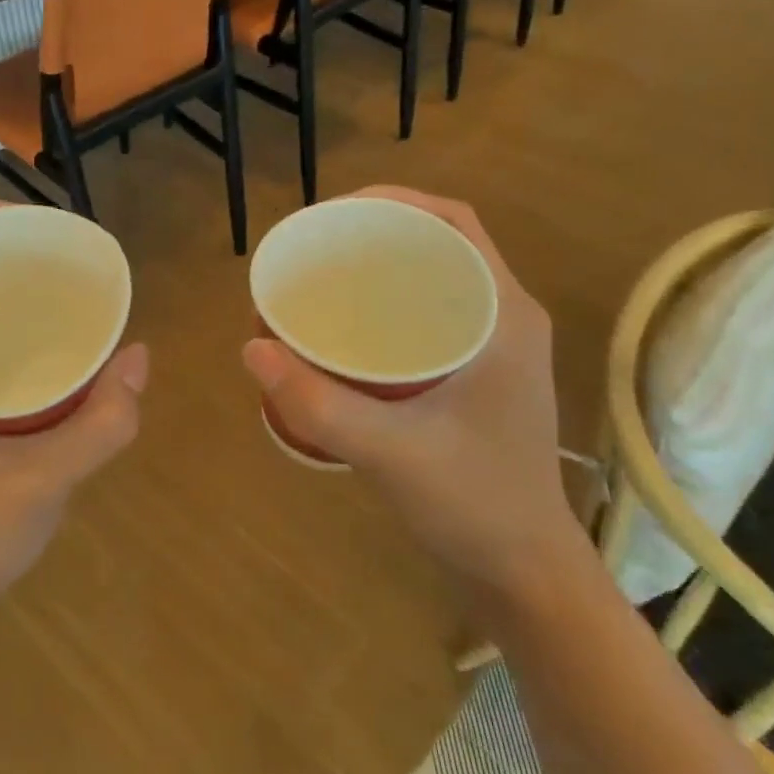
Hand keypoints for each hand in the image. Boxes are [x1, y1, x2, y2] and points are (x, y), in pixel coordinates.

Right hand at [242, 187, 577, 600]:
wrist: (522, 571)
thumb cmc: (474, 504)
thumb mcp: (390, 452)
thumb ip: (319, 404)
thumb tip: (251, 347)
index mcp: (504, 314)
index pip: (454, 223)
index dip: (394, 202)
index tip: (331, 214)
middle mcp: (503, 318)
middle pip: (437, 246)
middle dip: (374, 236)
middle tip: (312, 252)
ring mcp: (491, 349)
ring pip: (430, 283)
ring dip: (378, 272)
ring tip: (319, 283)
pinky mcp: (474, 377)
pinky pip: (426, 318)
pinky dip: (384, 310)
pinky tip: (343, 333)